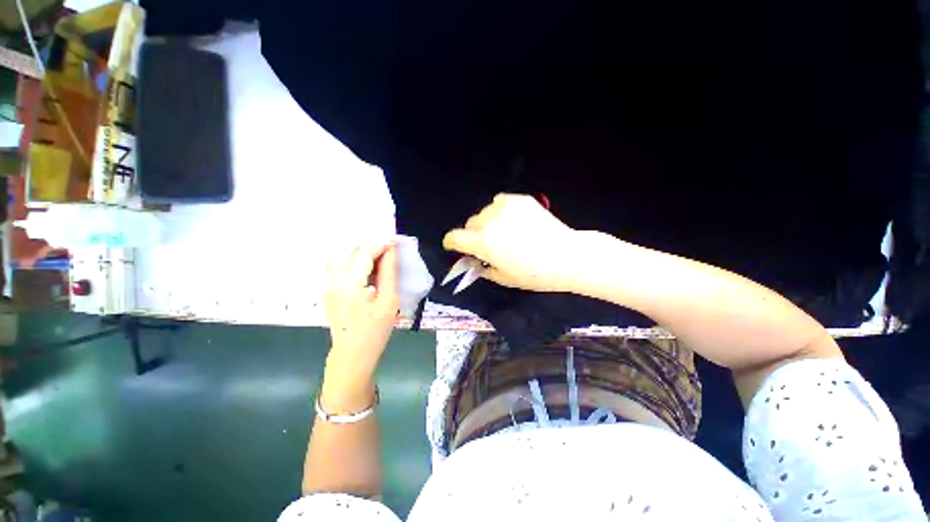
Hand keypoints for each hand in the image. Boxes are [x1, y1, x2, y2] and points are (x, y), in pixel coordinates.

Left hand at [324, 242, 399, 386]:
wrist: (352, 354)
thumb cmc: (375, 330)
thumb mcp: (389, 301)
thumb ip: (389, 272)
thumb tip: (391, 251)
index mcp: (350, 284)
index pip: (364, 253)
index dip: (381, 244)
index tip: (396, 242)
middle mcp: (334, 280)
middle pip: (351, 251)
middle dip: (372, 247)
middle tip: (390, 252)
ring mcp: (328, 284)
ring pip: (343, 256)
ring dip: (362, 253)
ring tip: (379, 259)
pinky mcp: (329, 289)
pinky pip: (340, 266)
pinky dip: (354, 261)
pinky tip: (367, 269)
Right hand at [442, 193, 578, 291]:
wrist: (566, 256)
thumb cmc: (534, 274)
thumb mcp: (503, 278)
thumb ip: (483, 268)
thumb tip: (476, 261)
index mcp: (482, 242)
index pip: (454, 237)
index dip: (451, 242)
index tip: (454, 246)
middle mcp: (489, 221)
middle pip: (469, 224)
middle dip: (473, 235)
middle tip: (488, 244)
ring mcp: (505, 208)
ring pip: (484, 213)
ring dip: (487, 222)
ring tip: (504, 232)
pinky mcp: (519, 200)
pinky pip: (500, 202)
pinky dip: (500, 211)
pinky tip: (512, 220)